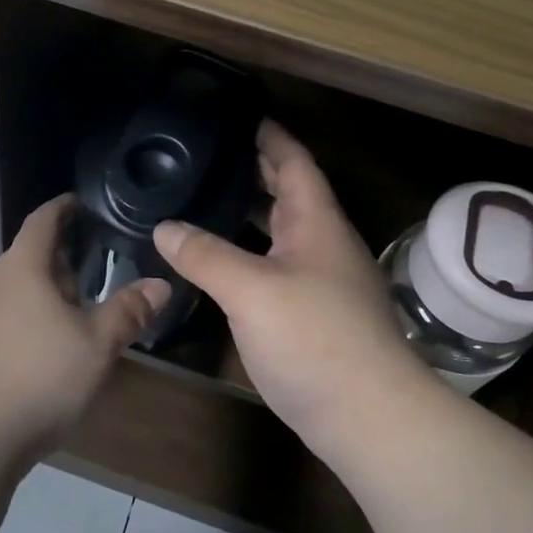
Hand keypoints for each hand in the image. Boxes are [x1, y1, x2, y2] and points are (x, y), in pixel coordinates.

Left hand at [0, 195, 170, 455]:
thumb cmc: (37, 379)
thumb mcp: (96, 346)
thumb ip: (129, 312)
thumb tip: (161, 284)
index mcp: (22, 269)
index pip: (42, 221)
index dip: (63, 208)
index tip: (82, 203)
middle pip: (28, 257)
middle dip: (61, 261)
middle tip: (94, 273)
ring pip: (14, 291)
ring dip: (42, 294)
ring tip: (72, 314)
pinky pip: (0, 318)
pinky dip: (24, 320)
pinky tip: (40, 351)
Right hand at [154, 122, 428, 462]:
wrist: (368, 416)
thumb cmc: (314, 338)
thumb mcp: (251, 290)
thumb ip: (205, 255)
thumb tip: (164, 227)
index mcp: (316, 223)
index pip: (293, 162)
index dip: (269, 136)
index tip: (238, 117)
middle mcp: (322, 245)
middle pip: (288, 194)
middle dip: (254, 172)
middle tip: (207, 158)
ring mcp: (321, 282)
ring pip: (280, 234)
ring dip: (248, 216)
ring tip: (203, 203)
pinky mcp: (313, 316)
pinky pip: (275, 269)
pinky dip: (247, 255)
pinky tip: (218, 265)